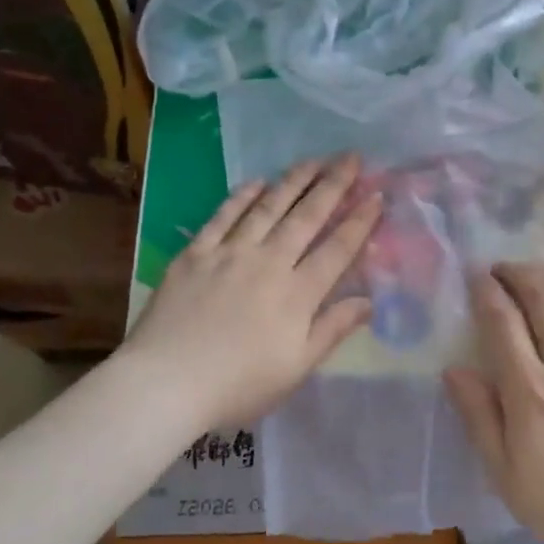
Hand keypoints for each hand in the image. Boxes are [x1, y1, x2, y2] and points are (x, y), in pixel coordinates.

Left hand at [122, 155, 381, 431]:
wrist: (166, 383)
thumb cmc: (239, 385)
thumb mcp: (297, 368)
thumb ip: (333, 329)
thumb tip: (368, 301)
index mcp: (297, 294)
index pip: (337, 249)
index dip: (360, 221)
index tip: (377, 195)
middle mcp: (269, 263)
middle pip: (307, 217)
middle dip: (333, 185)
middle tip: (351, 157)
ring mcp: (229, 254)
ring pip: (268, 208)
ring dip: (293, 181)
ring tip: (313, 160)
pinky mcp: (195, 254)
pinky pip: (223, 216)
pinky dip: (242, 197)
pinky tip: (257, 182)